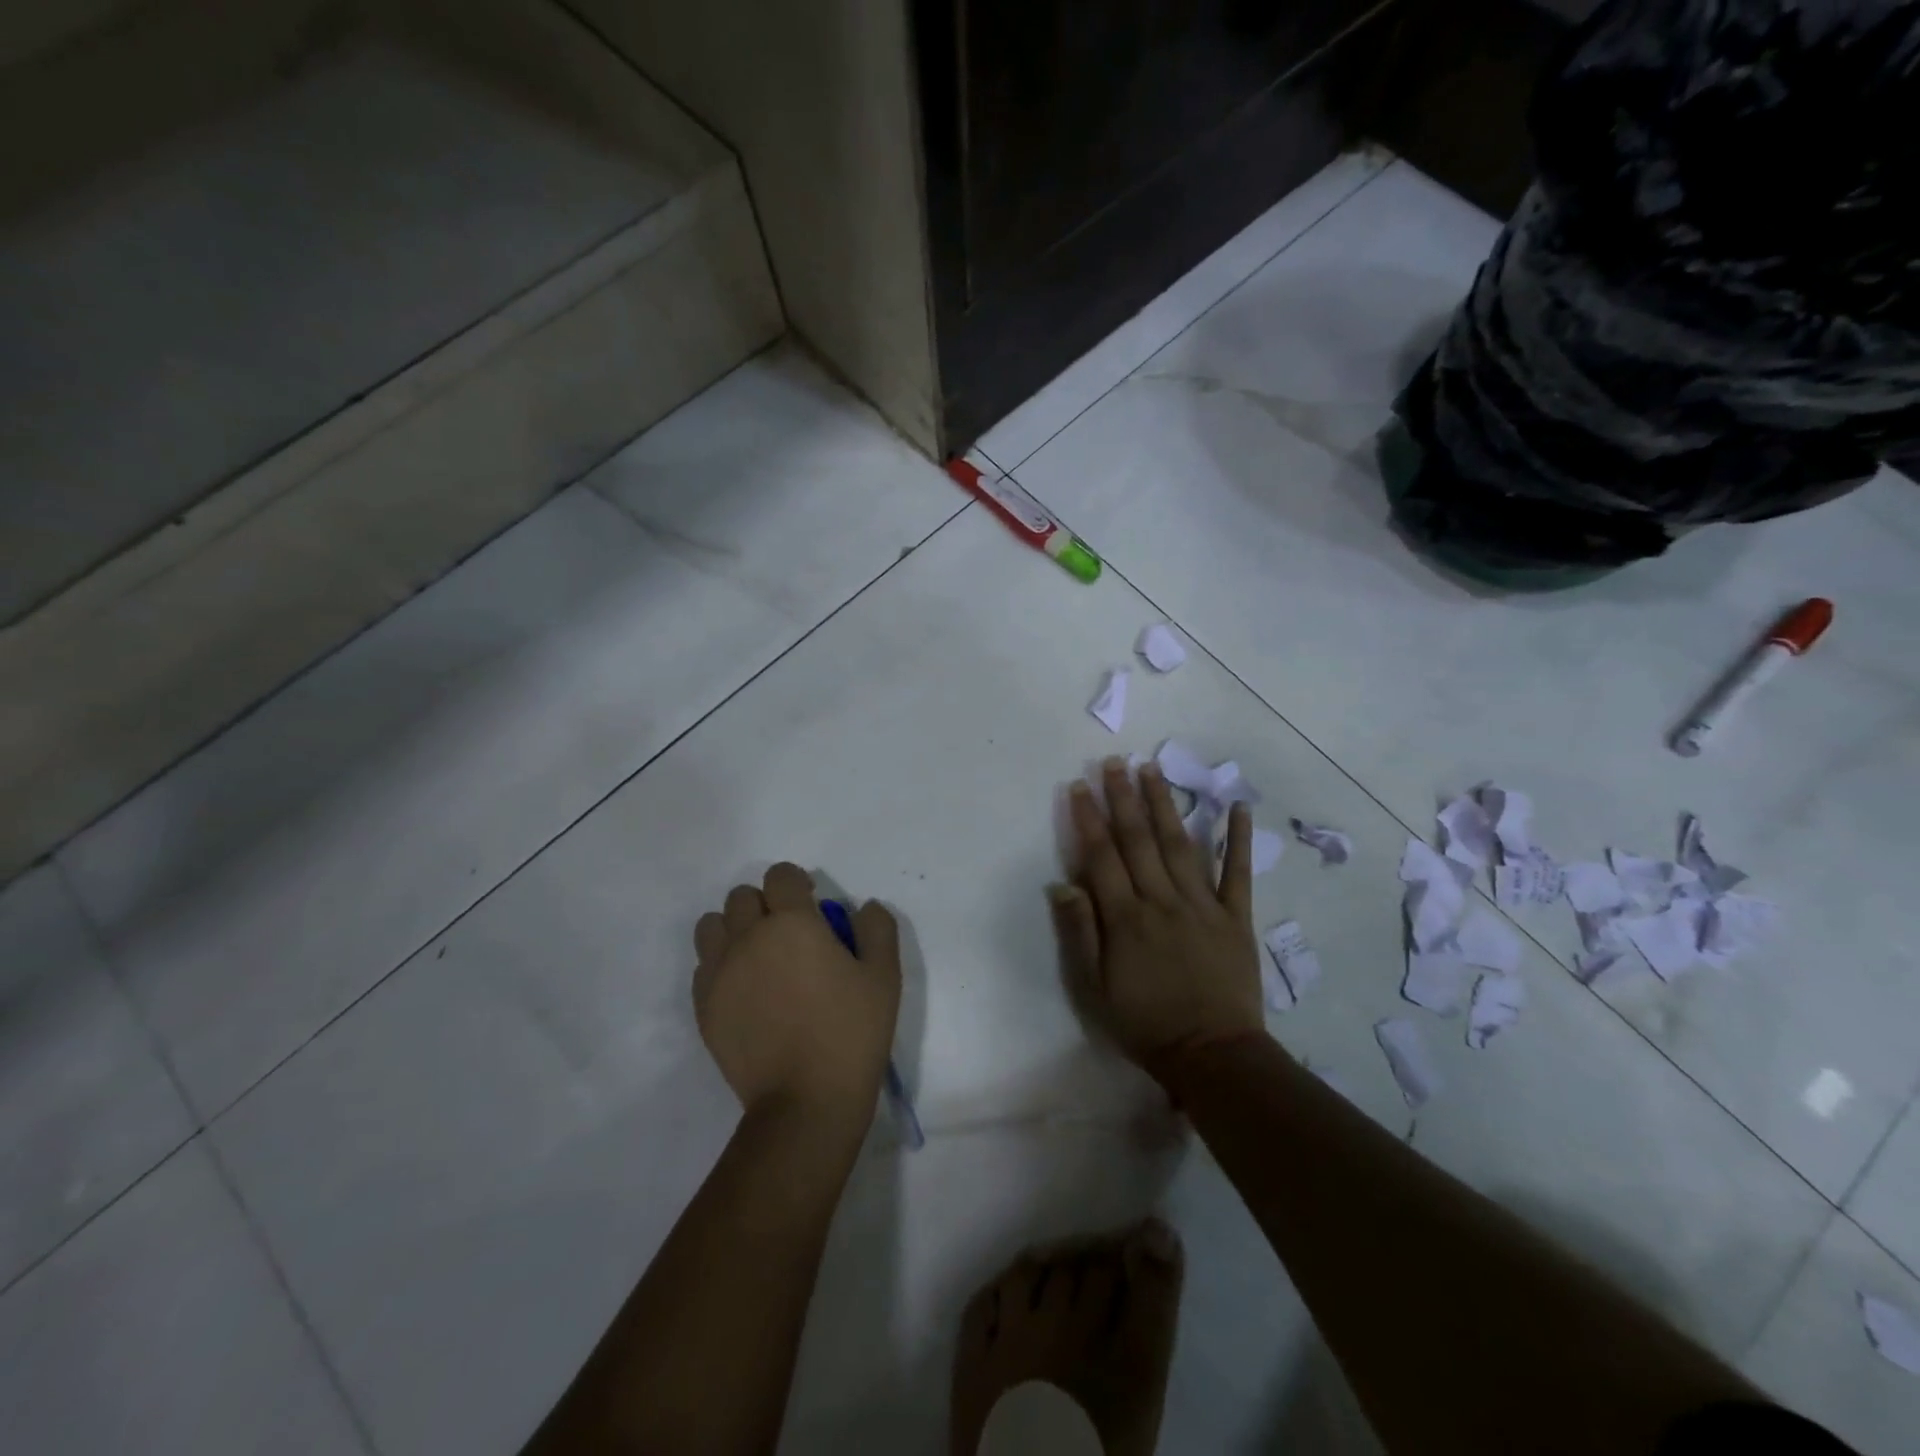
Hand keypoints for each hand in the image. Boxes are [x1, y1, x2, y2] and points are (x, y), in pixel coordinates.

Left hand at [693, 863, 900, 1128]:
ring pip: (712, 926)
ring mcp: (719, 973)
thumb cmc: (851, 1032)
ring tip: (759, 958)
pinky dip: (721, 967)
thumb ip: (877, 928)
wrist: (805, 1101)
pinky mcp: (703, 1007)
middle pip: (742, 896)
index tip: (812, 905)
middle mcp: (747, 938)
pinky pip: (703, 967)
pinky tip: (746, 992)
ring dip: (734, 930)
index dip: (797, 883)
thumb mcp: (884, 976)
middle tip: (789, 936)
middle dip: (766, 905)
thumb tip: (864, 907)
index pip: (780, 875)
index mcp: (791, 923)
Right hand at [1052, 758, 1265, 1077]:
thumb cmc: (1145, 1024)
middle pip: (1139, 840)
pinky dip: (1237, 838)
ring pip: (1180, 844)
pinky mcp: (1235, 917)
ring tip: (1153, 769)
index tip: (1080, 785)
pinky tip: (1237, 805)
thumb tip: (1061, 884)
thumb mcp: (1095, 988)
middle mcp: (1162, 901)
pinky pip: (1237, 872)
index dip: (1089, 819)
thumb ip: (1080, 933)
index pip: (1102, 857)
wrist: (1213, 1056)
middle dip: (1124, 797)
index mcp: (1126, 918)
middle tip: (1115, 761)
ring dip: (1165, 804)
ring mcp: (1203, 905)